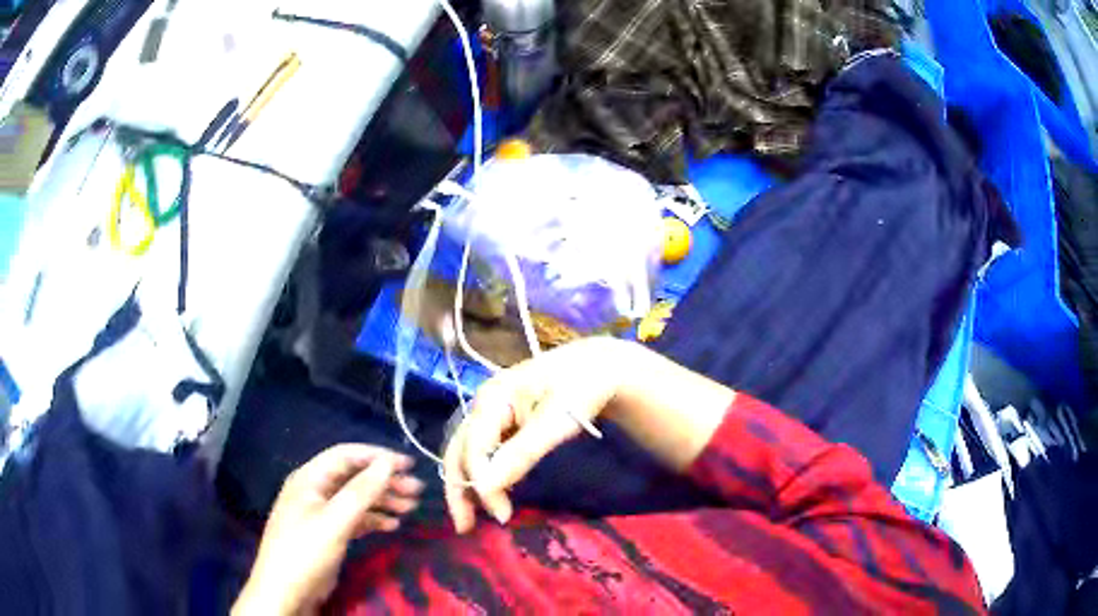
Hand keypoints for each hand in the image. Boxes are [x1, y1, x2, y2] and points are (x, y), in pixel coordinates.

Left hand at [233, 445, 423, 615]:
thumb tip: (388, 462)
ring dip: (383, 501)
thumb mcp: (334, 521)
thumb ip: (361, 491)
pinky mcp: (328, 533)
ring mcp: (321, 513)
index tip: (408, 465)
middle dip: (384, 481)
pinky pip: (354, 518)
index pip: (346, 456)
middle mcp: (315, 490)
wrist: (285, 591)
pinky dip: (374, 519)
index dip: (377, 457)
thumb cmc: (305, 551)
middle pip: (353, 477)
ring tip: (411, 507)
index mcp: (309, 478)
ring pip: (356, 499)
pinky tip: (393, 525)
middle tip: (417, 490)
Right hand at [443, 337, 626, 532]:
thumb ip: (521, 454)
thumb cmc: (581, 388)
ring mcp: (491, 412)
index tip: (502, 515)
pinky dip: (484, 474)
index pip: (473, 449)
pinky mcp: (502, 421)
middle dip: (458, 489)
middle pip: (459, 450)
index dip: (481, 484)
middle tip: (465, 527)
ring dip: (467, 484)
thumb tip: (484, 488)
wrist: (599, 366)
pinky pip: (484, 451)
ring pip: (467, 452)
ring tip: (472, 517)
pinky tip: (493, 493)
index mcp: (491, 398)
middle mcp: (483, 404)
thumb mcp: (556, 421)